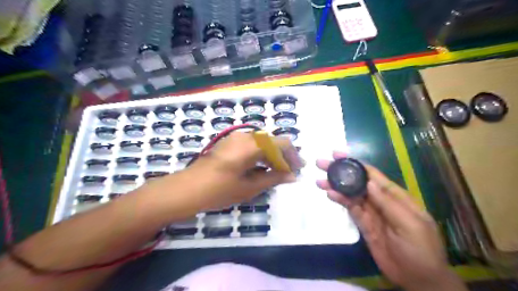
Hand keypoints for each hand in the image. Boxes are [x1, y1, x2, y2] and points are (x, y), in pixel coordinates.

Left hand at [178, 132, 299, 211]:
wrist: (186, 189)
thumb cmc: (218, 190)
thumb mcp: (249, 187)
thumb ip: (273, 178)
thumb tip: (292, 176)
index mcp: (252, 145)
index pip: (282, 143)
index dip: (293, 156)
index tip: (298, 170)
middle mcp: (245, 136)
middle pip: (272, 142)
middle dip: (283, 157)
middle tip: (288, 174)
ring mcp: (235, 139)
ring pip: (262, 144)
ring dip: (272, 156)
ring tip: (277, 173)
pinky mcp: (229, 144)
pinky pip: (251, 146)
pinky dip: (260, 156)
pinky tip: (261, 169)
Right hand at [314, 152, 467, 290]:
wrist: (418, 279)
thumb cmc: (420, 249)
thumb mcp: (409, 224)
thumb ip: (388, 203)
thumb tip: (369, 182)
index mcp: (395, 196)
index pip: (372, 175)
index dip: (356, 163)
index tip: (338, 155)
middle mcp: (380, 200)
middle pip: (358, 182)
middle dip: (341, 172)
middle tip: (322, 164)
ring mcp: (371, 212)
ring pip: (351, 194)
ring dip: (336, 186)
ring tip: (320, 181)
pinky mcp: (363, 224)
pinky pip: (350, 209)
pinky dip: (340, 201)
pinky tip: (330, 195)